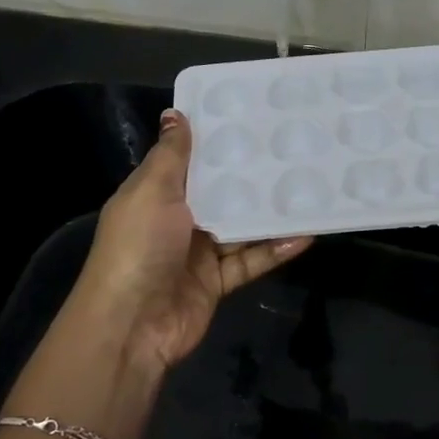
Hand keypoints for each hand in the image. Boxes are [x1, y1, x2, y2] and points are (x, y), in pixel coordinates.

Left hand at [71, 110, 311, 371]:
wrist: (131, 326)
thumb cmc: (139, 247)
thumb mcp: (152, 191)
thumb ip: (171, 155)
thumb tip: (176, 113)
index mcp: (156, 193)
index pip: (189, 159)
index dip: (216, 140)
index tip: (252, 116)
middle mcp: (177, 219)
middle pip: (220, 192)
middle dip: (250, 175)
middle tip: (292, 149)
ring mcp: (198, 252)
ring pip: (240, 226)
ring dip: (269, 213)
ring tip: (307, 188)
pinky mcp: (216, 282)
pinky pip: (250, 261)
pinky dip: (274, 249)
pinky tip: (305, 235)